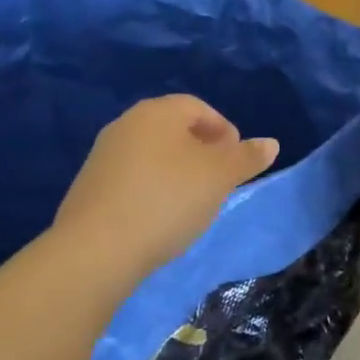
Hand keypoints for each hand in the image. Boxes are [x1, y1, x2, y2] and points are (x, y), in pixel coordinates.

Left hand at [49, 95, 279, 289]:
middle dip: (201, 151)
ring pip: (152, 154)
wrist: (94, 251)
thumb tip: (271, 143)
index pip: (199, 108)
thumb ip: (246, 158)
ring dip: (176, 171)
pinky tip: (159, 217)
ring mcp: (102, 155)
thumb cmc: (167, 200)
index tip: (236, 162)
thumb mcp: (218, 178)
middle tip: (219, 181)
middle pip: (174, 129)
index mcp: (158, 112)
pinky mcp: (88, 187)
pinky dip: (151, 189)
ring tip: (192, 203)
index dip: (224, 131)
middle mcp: (127, 124)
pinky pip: (131, 178)